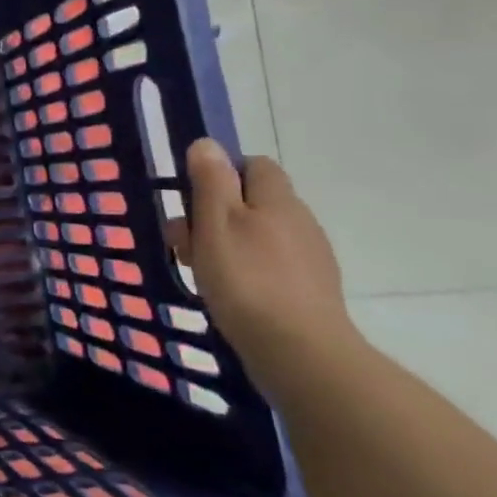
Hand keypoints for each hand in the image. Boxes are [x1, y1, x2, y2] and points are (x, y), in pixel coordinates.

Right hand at [176, 139, 360, 386]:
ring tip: (202, 272)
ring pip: (258, 235)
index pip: (255, 165)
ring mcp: (310, 258)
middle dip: (215, 215)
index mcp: (277, 200)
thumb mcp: (216, 223)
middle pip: (252, 202)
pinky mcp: (310, 291)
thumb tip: (207, 144)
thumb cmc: (247, 280)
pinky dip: (247, 271)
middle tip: (186, 243)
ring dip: (228, 245)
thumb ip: (211, 181)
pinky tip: (230, 294)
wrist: (300, 353)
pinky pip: (271, 266)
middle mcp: (300, 222)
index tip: (194, 200)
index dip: (222, 174)